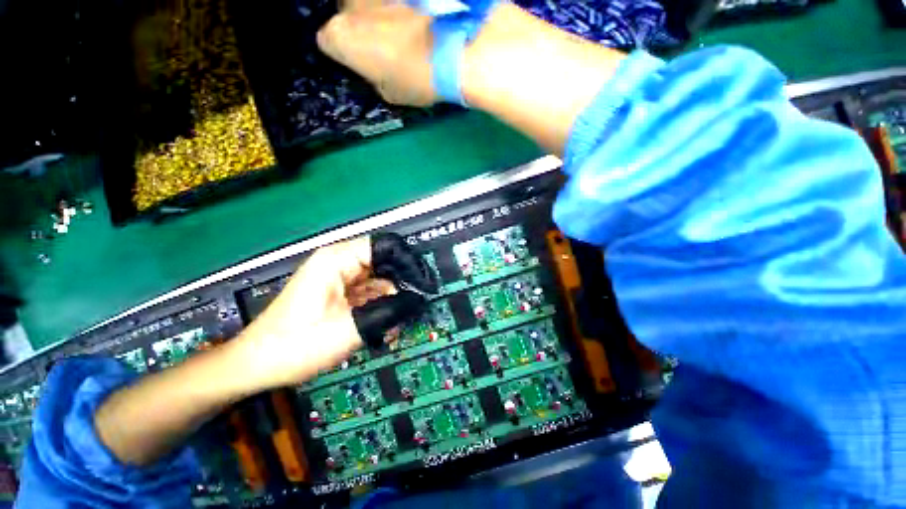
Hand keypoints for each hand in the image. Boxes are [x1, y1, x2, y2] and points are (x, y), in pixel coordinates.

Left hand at [237, 234, 435, 389]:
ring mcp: (339, 278)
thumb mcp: (351, 328)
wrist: (258, 365)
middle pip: (383, 263)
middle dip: (401, 285)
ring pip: (378, 279)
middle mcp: (340, 263)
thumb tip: (418, 300)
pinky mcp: (339, 292)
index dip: (407, 262)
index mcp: (338, 260)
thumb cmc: (297, 345)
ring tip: (399, 322)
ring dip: (391, 299)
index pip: (384, 246)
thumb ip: (390, 310)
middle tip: (414, 306)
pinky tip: (386, 325)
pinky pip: (368, 292)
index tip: (422, 283)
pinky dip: (380, 306)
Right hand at [317, 3, 436, 105]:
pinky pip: (389, 1)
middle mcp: (348, 4)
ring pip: (367, 4)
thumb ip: (373, 75)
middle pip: (346, 15)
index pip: (327, 42)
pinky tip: (414, 21)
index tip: (362, 62)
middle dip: (360, 29)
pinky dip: (397, 9)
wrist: (453, 50)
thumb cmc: (416, 79)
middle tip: (384, 46)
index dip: (345, 53)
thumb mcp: (389, 93)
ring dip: (378, 15)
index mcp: (339, 37)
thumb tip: (375, 68)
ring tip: (402, 33)